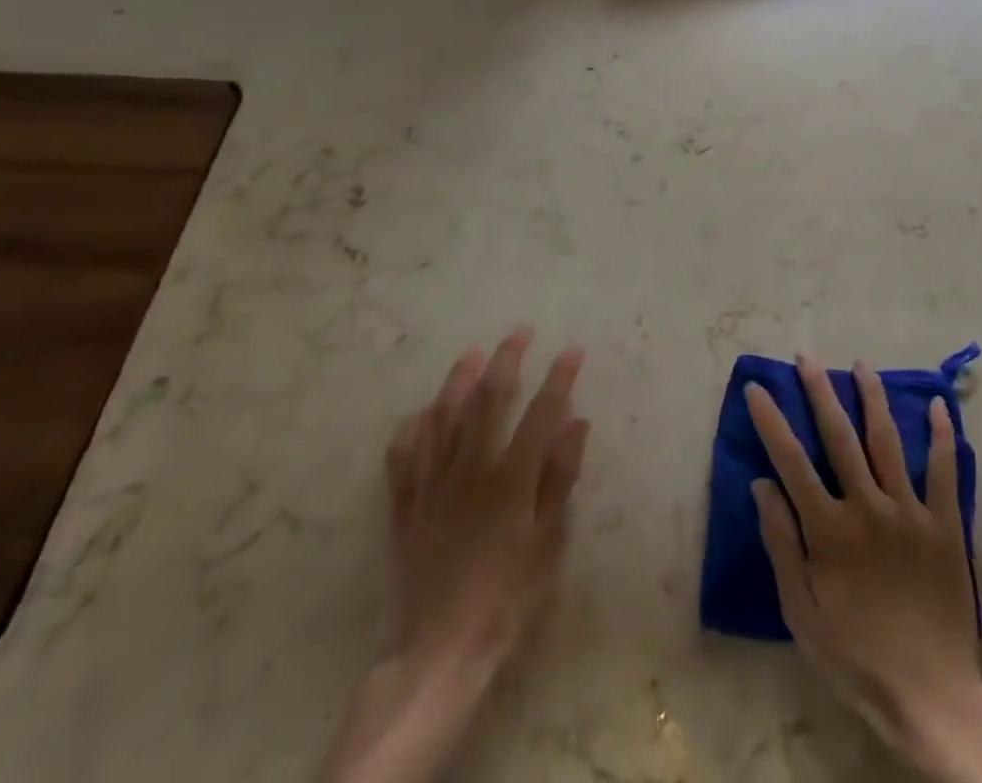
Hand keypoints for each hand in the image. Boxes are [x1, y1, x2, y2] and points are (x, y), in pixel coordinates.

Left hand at [325, 330, 588, 782]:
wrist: (441, 649)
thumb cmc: (508, 597)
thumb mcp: (549, 542)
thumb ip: (561, 478)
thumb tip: (577, 422)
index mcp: (510, 479)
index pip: (540, 412)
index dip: (559, 377)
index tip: (572, 350)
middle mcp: (469, 469)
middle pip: (487, 400)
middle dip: (506, 360)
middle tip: (520, 333)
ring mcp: (432, 484)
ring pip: (442, 416)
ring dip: (458, 380)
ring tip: (471, 353)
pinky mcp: (405, 504)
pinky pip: (404, 453)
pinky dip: (415, 425)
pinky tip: (424, 412)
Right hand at [748, 357, 981, 782]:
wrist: (929, 694)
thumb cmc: (855, 654)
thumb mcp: (801, 612)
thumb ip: (782, 544)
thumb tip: (763, 484)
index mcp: (829, 529)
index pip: (791, 461)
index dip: (772, 421)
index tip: (758, 388)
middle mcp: (867, 507)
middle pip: (840, 436)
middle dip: (820, 392)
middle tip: (807, 358)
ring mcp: (909, 512)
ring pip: (887, 440)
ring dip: (872, 398)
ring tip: (860, 365)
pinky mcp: (944, 524)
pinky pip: (944, 470)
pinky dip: (940, 436)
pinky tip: (937, 405)